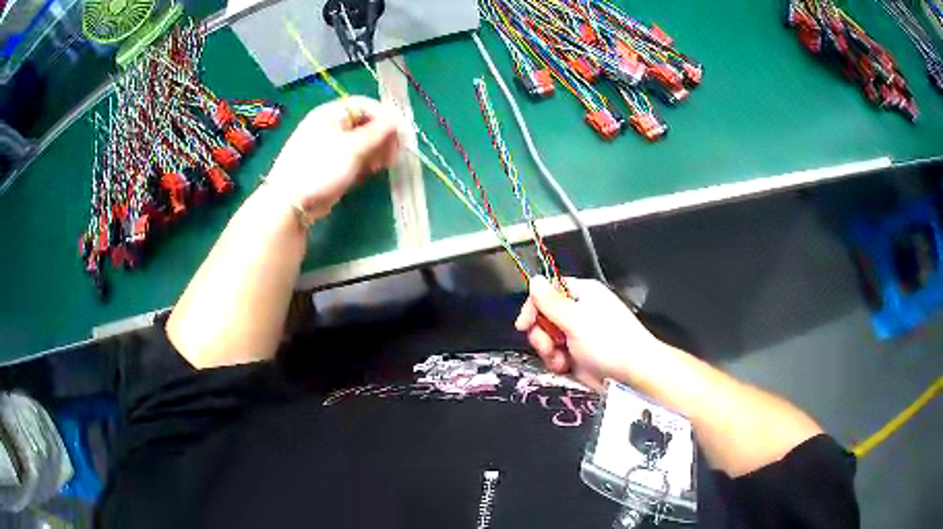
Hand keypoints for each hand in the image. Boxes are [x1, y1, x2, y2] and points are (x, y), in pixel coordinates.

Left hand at [267, 96, 400, 217]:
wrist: (290, 203)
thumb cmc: (321, 168)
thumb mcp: (353, 148)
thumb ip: (378, 132)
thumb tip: (397, 120)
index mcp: (332, 113)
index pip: (367, 105)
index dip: (387, 117)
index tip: (402, 135)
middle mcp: (331, 125)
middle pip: (365, 122)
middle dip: (383, 137)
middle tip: (394, 154)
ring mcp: (329, 145)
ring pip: (361, 141)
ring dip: (376, 150)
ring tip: (383, 166)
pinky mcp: (330, 164)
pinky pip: (353, 156)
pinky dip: (365, 161)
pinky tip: (371, 172)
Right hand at [515, 276, 666, 391]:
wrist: (633, 375)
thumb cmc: (609, 342)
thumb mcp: (577, 320)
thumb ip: (551, 302)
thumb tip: (534, 279)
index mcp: (582, 294)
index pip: (548, 291)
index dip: (533, 306)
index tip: (524, 325)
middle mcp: (579, 311)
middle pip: (544, 316)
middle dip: (541, 333)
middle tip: (547, 346)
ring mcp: (578, 334)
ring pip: (547, 338)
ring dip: (548, 350)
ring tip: (560, 360)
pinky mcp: (577, 354)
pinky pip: (556, 354)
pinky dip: (556, 362)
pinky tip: (565, 367)